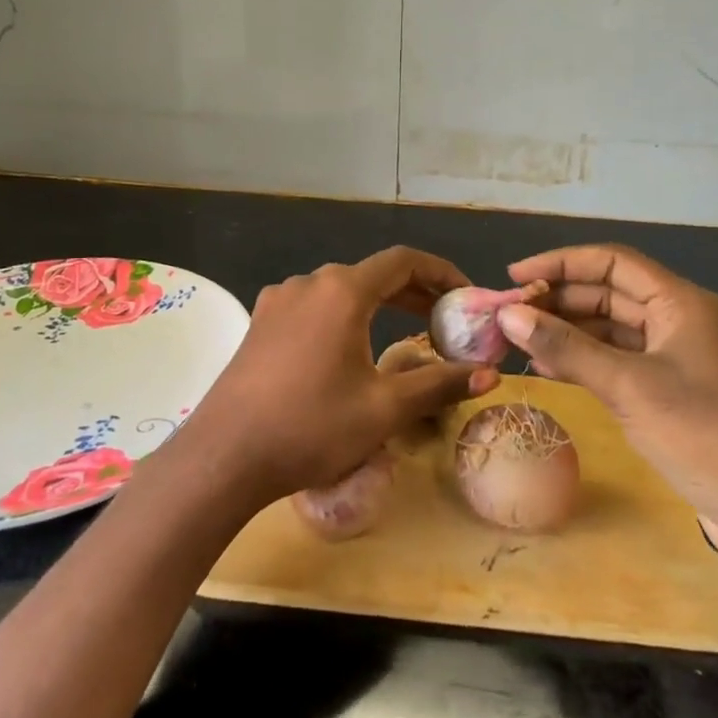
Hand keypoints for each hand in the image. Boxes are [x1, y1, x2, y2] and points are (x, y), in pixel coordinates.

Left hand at [182, 247, 498, 505]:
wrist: (226, 455)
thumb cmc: (311, 427)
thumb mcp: (384, 408)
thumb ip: (439, 384)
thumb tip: (491, 375)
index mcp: (342, 290)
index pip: (403, 261)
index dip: (441, 273)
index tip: (466, 297)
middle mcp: (308, 283)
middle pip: (372, 274)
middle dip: (414, 293)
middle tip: (446, 322)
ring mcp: (278, 300)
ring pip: (341, 291)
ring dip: (378, 305)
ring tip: (406, 334)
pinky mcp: (260, 323)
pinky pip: (314, 307)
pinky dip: (344, 317)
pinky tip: (351, 349)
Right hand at [497, 244, 717, 564]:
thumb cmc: (706, 435)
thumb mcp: (628, 387)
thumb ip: (565, 348)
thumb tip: (508, 315)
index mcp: (681, 303)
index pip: (612, 262)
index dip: (560, 263)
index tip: (513, 276)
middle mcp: (680, 321)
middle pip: (609, 293)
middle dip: (558, 300)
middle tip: (507, 315)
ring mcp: (677, 359)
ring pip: (611, 330)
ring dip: (567, 332)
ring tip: (518, 342)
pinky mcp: (673, 393)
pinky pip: (618, 362)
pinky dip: (584, 362)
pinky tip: (548, 372)